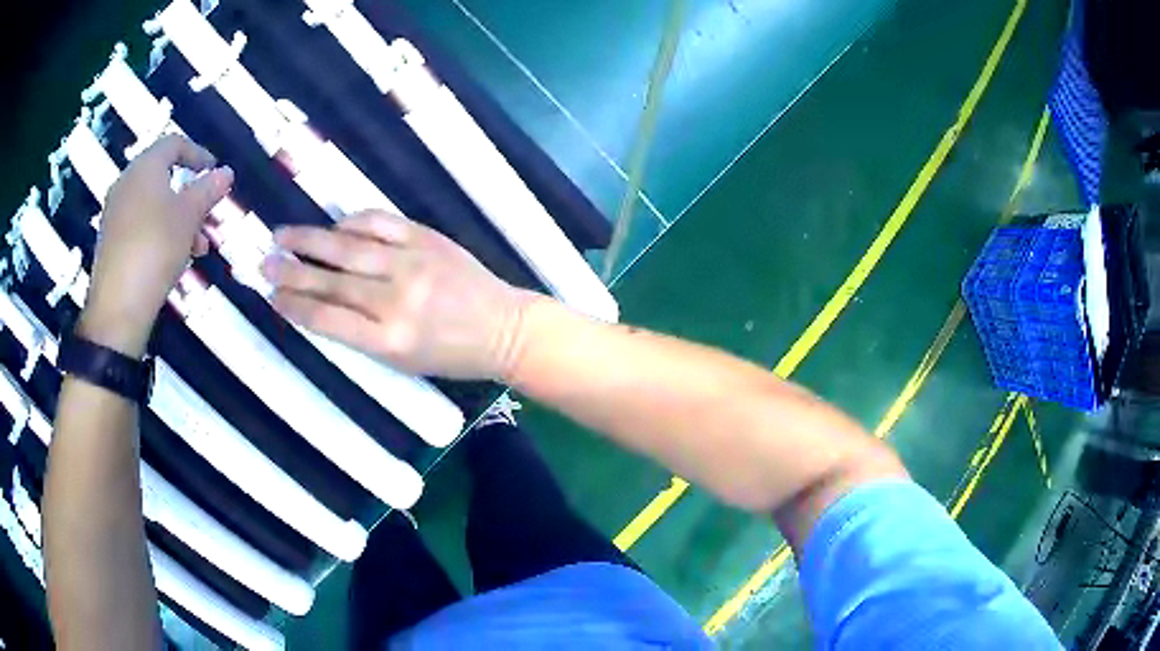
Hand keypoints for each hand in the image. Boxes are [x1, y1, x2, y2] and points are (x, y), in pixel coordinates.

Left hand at [81, 134, 233, 356]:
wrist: (118, 308)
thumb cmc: (155, 248)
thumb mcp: (189, 216)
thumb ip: (208, 190)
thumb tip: (225, 172)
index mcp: (144, 168)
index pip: (174, 144)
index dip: (198, 154)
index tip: (215, 171)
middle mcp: (126, 183)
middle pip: (164, 178)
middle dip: (191, 195)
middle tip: (210, 215)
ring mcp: (115, 214)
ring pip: (154, 205)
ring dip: (179, 219)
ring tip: (199, 246)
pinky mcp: (111, 242)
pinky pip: (141, 226)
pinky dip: (161, 233)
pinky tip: (176, 258)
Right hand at [261, 210, 539, 379]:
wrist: (505, 328)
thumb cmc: (450, 355)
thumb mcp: (402, 361)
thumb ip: (360, 334)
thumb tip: (319, 304)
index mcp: (388, 341)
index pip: (326, 319)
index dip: (294, 306)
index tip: (271, 297)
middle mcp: (395, 300)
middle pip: (330, 281)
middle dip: (291, 271)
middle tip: (264, 262)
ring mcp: (412, 263)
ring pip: (348, 247)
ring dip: (310, 240)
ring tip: (282, 236)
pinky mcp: (427, 238)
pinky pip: (380, 222)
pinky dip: (352, 222)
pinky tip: (334, 225)